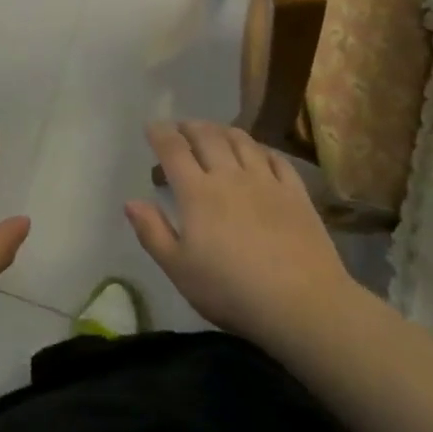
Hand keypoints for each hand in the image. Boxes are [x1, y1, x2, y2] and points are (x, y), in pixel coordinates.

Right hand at [125, 120, 360, 351]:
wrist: (302, 304)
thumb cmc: (231, 291)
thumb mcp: (180, 270)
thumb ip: (153, 233)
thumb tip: (130, 201)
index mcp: (197, 193)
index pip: (174, 150)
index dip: (160, 134)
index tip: (152, 127)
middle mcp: (230, 176)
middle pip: (207, 137)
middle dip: (190, 127)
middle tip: (181, 127)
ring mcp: (266, 181)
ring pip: (241, 141)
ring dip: (223, 131)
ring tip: (215, 131)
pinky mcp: (295, 193)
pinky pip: (276, 158)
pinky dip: (261, 149)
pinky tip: (258, 153)